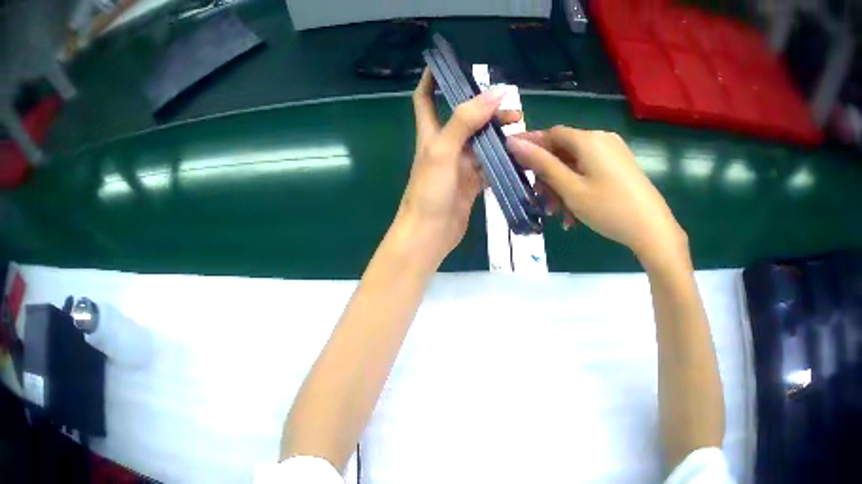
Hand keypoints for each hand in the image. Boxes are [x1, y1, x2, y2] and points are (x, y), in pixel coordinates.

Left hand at [396, 69, 520, 261]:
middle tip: (512, 108)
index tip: (445, 63)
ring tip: (521, 127)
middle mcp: (445, 144)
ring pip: (481, 139)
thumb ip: (466, 120)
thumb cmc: (429, 190)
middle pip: (464, 117)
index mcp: (431, 132)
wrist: (429, 235)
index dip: (431, 79)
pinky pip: (490, 163)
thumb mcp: (444, 150)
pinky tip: (520, 153)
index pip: (425, 98)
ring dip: (498, 131)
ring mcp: (459, 163)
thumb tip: (494, 93)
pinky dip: (504, 156)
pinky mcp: (472, 182)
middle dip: (484, 107)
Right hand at [507, 127, 687, 267]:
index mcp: (588, 139)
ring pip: (579, 164)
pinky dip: (582, 187)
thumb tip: (514, 142)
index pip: (551, 134)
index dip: (532, 147)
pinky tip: (579, 214)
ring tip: (562, 217)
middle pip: (565, 151)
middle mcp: (602, 139)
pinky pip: (594, 171)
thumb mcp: (571, 189)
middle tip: (543, 204)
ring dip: (566, 187)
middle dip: (550, 177)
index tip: (516, 165)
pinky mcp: (624, 166)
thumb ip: (542, 164)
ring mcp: (615, 152)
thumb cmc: (610, 209)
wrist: (653, 229)